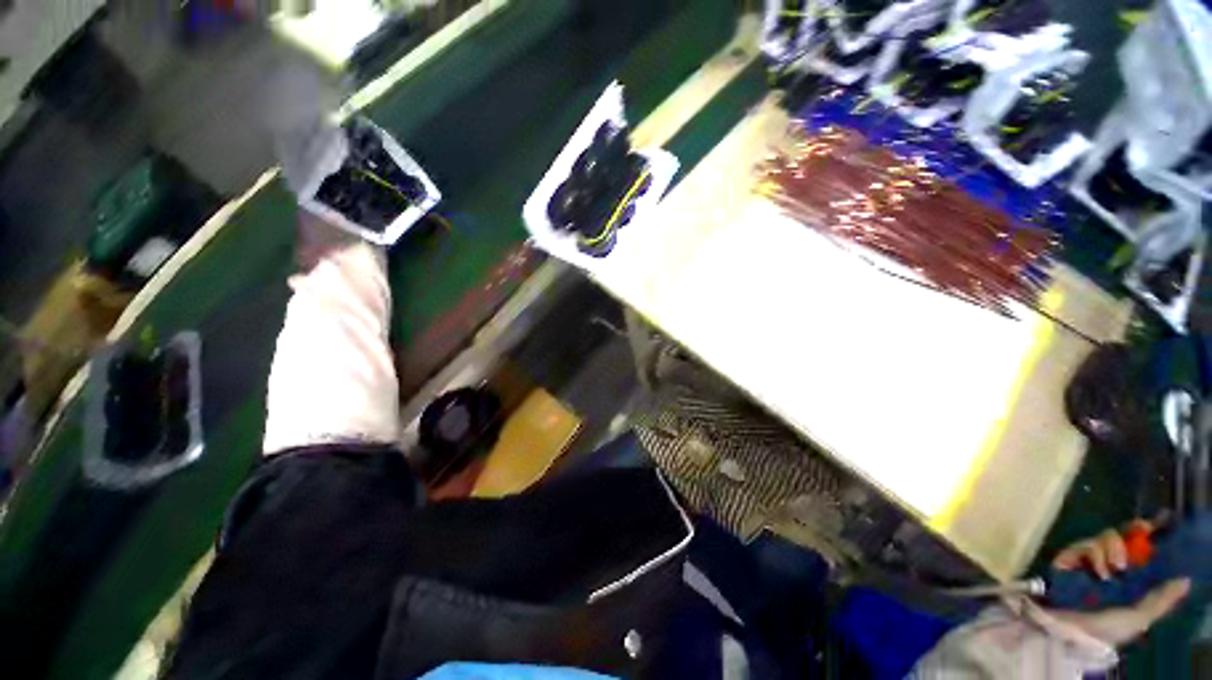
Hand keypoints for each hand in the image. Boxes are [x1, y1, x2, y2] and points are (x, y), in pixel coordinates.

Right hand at [1049, 522, 1190, 645]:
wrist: (1069, 629)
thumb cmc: (1107, 626)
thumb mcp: (1138, 617)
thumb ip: (1161, 600)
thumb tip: (1186, 578)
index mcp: (1128, 577)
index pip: (1140, 550)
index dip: (1147, 534)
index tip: (1158, 522)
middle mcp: (1111, 564)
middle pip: (1122, 535)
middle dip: (1131, 534)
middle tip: (1140, 532)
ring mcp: (1088, 560)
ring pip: (1105, 537)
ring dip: (1113, 547)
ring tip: (1115, 568)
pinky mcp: (1069, 556)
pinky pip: (1085, 544)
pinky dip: (1095, 554)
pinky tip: (1098, 570)